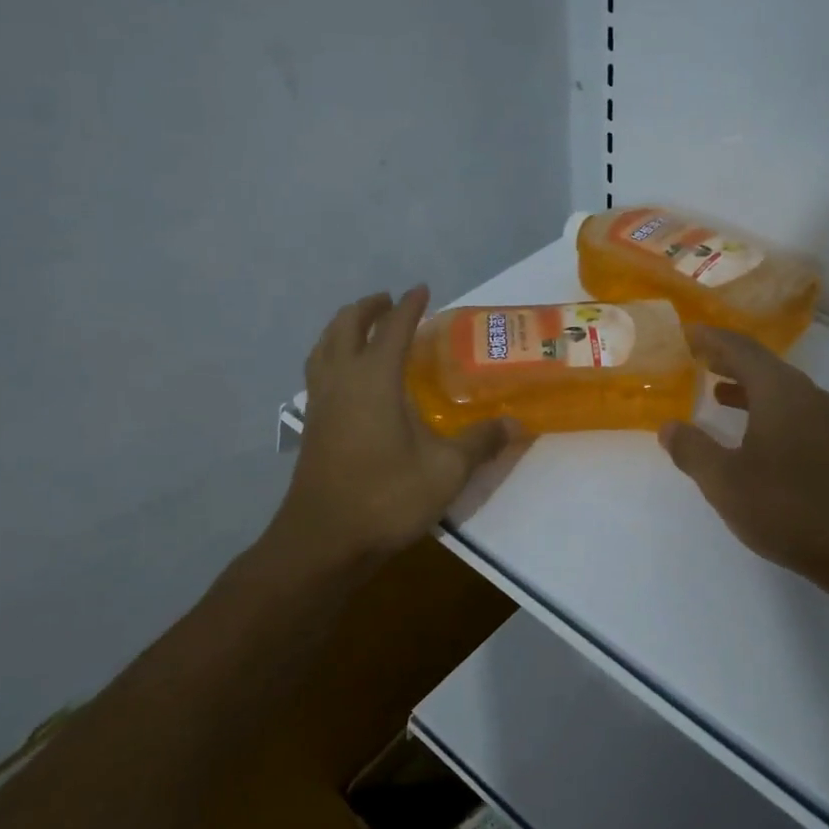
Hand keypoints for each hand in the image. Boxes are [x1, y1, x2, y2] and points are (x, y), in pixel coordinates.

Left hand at [273, 286, 515, 569]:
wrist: (325, 540)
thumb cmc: (387, 496)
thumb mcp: (447, 470)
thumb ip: (480, 442)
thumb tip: (515, 423)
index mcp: (374, 379)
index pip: (393, 328)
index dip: (410, 306)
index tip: (423, 289)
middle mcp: (342, 380)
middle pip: (346, 326)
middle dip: (369, 307)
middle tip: (390, 301)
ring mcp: (321, 402)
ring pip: (324, 346)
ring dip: (344, 327)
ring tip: (364, 328)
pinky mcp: (313, 425)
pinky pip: (318, 371)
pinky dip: (333, 354)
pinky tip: (348, 377)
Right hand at [659, 327, 828, 595]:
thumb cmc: (789, 508)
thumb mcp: (725, 482)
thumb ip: (693, 451)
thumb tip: (668, 427)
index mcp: (780, 392)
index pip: (741, 349)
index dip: (712, 339)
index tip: (687, 332)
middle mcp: (808, 396)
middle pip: (764, 365)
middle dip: (729, 359)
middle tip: (697, 356)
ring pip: (781, 390)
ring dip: (748, 387)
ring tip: (717, 391)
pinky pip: (794, 412)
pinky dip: (766, 410)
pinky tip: (754, 435)